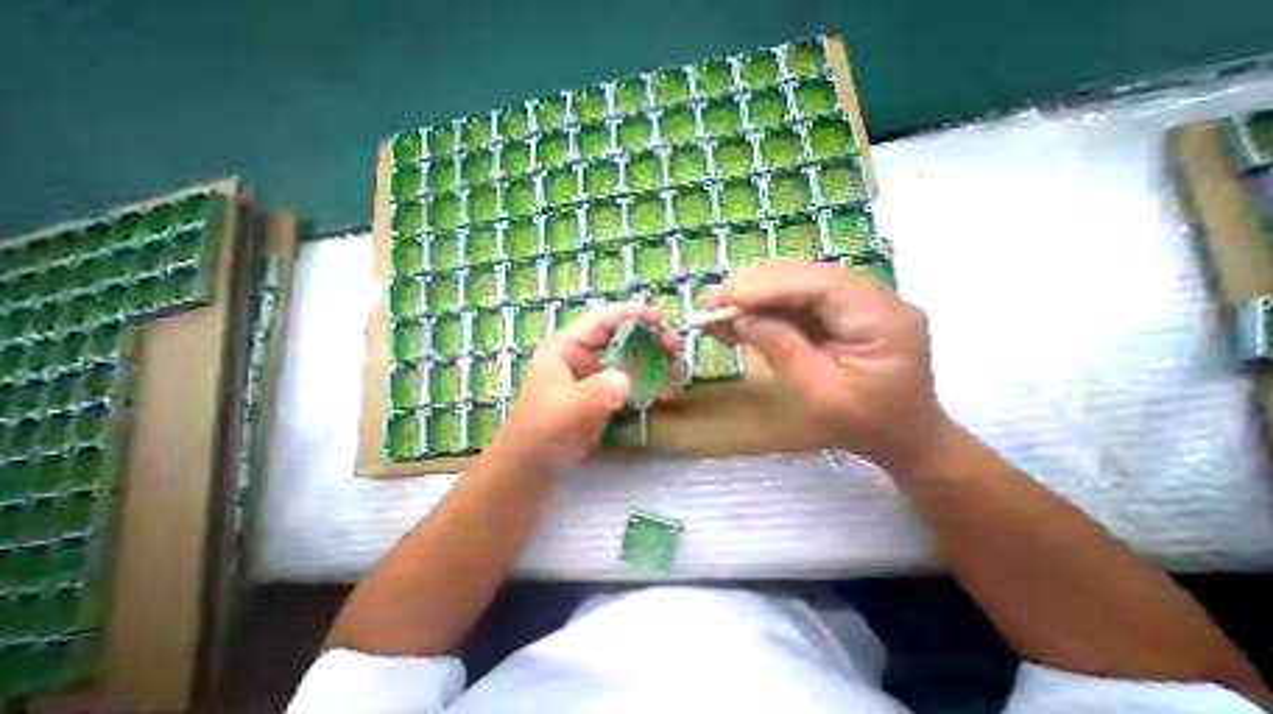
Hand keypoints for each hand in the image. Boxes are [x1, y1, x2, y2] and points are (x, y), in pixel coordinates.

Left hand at [495, 303, 681, 470]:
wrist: (534, 466)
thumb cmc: (540, 432)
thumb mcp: (566, 410)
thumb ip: (594, 394)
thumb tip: (626, 381)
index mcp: (568, 347)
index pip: (601, 320)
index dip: (631, 314)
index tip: (660, 319)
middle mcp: (584, 356)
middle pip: (624, 338)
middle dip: (652, 340)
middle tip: (676, 348)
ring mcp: (597, 376)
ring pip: (633, 359)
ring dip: (658, 363)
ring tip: (680, 372)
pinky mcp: (607, 395)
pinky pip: (635, 382)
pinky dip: (653, 385)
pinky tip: (669, 393)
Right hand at [712, 260, 948, 470]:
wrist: (902, 436)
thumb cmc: (865, 424)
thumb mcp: (818, 394)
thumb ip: (780, 349)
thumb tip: (740, 318)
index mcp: (883, 319)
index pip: (821, 285)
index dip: (770, 286)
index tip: (728, 298)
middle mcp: (874, 298)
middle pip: (808, 275)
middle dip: (756, 286)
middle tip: (714, 301)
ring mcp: (858, 301)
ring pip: (799, 283)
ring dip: (756, 293)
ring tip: (720, 308)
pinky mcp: (841, 311)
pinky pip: (798, 299)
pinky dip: (765, 306)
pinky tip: (740, 315)